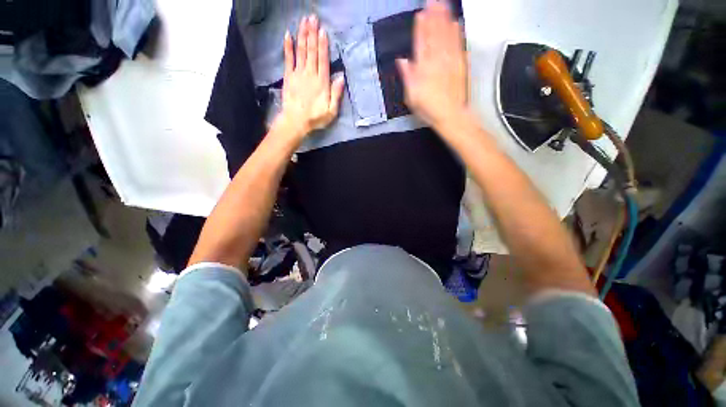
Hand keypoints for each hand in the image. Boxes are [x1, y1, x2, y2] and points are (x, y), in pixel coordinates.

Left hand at [278, 15, 344, 139]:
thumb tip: (341, 78)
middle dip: (312, 33)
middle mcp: (310, 74)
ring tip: (304, 21)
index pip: (323, 60)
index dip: (323, 45)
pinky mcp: (288, 76)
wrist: (295, 121)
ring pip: (301, 51)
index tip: (323, 30)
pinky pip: (288, 59)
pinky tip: (287, 35)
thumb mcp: (331, 111)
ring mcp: (298, 74)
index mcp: (322, 83)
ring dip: (302, 35)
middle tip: (313, 18)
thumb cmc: (315, 118)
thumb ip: (336, 94)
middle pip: (311, 51)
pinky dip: (288, 47)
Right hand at [396, 1, 467, 129]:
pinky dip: (457, 33)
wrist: (450, 115)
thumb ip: (407, 77)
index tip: (420, 14)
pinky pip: (459, 44)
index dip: (420, 28)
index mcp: (423, 68)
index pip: (421, 43)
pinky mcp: (461, 64)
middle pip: (434, 34)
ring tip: (443, 4)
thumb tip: (402, 60)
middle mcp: (436, 60)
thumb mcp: (411, 96)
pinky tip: (456, 23)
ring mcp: (450, 61)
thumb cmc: (428, 108)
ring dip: (445, 18)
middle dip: (433, 16)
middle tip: (433, 0)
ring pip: (447, 35)